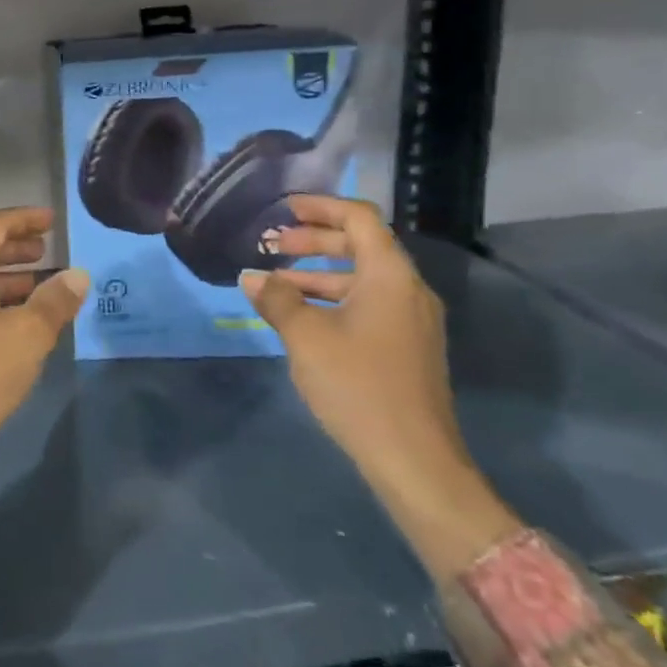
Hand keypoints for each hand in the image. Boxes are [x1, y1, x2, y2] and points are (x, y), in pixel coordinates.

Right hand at [240, 195, 516, 578]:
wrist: (414, 460)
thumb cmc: (357, 385)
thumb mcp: (306, 337)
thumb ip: (278, 299)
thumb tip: (253, 277)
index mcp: (390, 275)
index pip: (359, 218)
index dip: (321, 207)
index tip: (285, 208)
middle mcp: (408, 289)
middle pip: (361, 245)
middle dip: (313, 241)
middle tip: (272, 246)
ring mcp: (412, 320)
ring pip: (362, 278)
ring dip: (319, 273)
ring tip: (277, 283)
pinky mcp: (408, 347)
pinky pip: (368, 304)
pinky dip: (334, 299)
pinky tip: (302, 317)